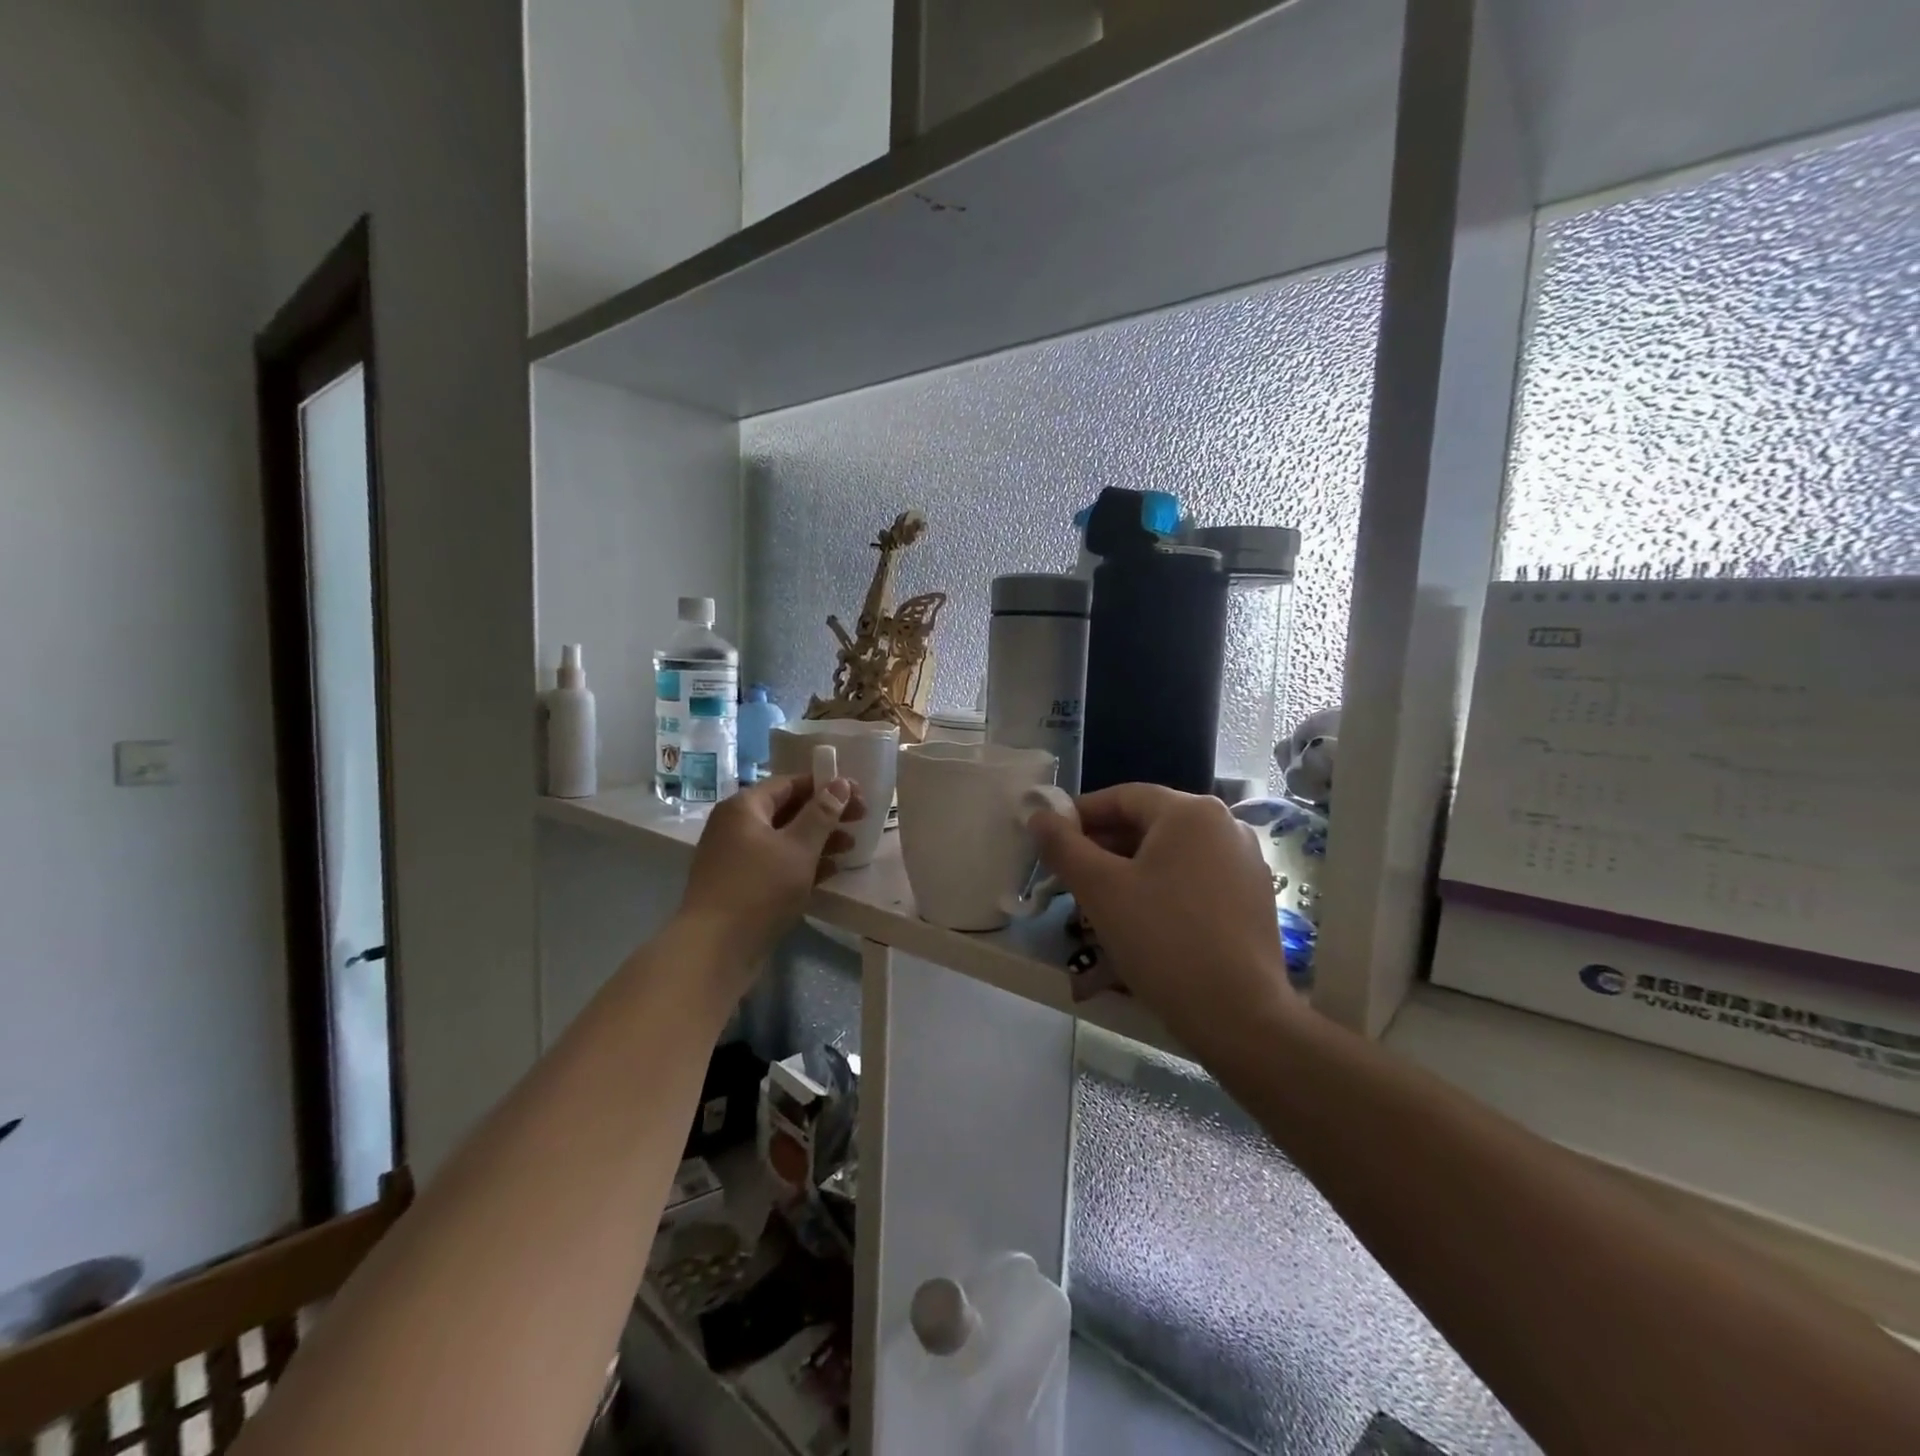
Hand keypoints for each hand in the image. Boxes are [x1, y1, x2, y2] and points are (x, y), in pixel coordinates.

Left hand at [678, 775, 865, 969]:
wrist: (714, 950)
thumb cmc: (759, 889)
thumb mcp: (798, 848)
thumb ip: (822, 814)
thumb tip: (840, 783)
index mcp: (744, 807)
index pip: (790, 783)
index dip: (826, 785)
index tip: (859, 795)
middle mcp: (736, 826)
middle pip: (788, 809)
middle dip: (826, 814)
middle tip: (861, 820)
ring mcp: (737, 857)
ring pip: (785, 838)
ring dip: (819, 840)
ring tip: (850, 847)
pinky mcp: (742, 885)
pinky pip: (777, 863)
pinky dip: (803, 863)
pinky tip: (830, 871)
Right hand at [1030, 785, 1295, 1050]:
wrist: (1238, 1016)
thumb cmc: (1163, 941)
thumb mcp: (1100, 890)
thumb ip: (1064, 846)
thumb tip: (1039, 816)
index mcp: (1191, 812)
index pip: (1123, 797)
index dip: (1080, 815)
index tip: (1051, 840)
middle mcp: (1225, 825)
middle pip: (1149, 824)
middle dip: (1103, 846)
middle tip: (1069, 877)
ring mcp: (1245, 861)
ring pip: (1171, 853)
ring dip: (1130, 869)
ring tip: (1099, 902)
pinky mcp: (1254, 896)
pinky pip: (1195, 877)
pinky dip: (1162, 887)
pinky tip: (1142, 920)